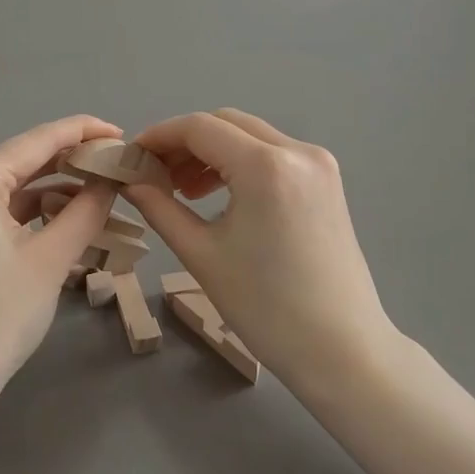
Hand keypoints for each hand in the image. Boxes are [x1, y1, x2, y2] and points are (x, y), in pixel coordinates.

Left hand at [0, 116, 120, 409]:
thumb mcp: (50, 261)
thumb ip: (85, 211)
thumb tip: (110, 181)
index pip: (38, 140)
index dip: (83, 131)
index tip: (120, 134)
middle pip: (22, 159)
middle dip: (70, 160)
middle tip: (116, 165)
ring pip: (11, 186)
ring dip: (53, 188)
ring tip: (99, 192)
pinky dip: (30, 211)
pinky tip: (64, 217)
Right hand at [122, 109, 392, 384]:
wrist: (342, 349)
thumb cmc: (266, 307)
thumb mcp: (202, 255)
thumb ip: (160, 208)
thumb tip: (132, 181)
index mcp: (266, 166)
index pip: (199, 127)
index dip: (159, 136)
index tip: (131, 156)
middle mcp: (297, 151)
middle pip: (226, 123)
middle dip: (184, 142)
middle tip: (154, 174)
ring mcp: (318, 164)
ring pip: (250, 135)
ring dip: (212, 151)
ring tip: (183, 190)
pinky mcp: (326, 181)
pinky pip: (272, 154)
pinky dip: (239, 163)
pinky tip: (219, 194)